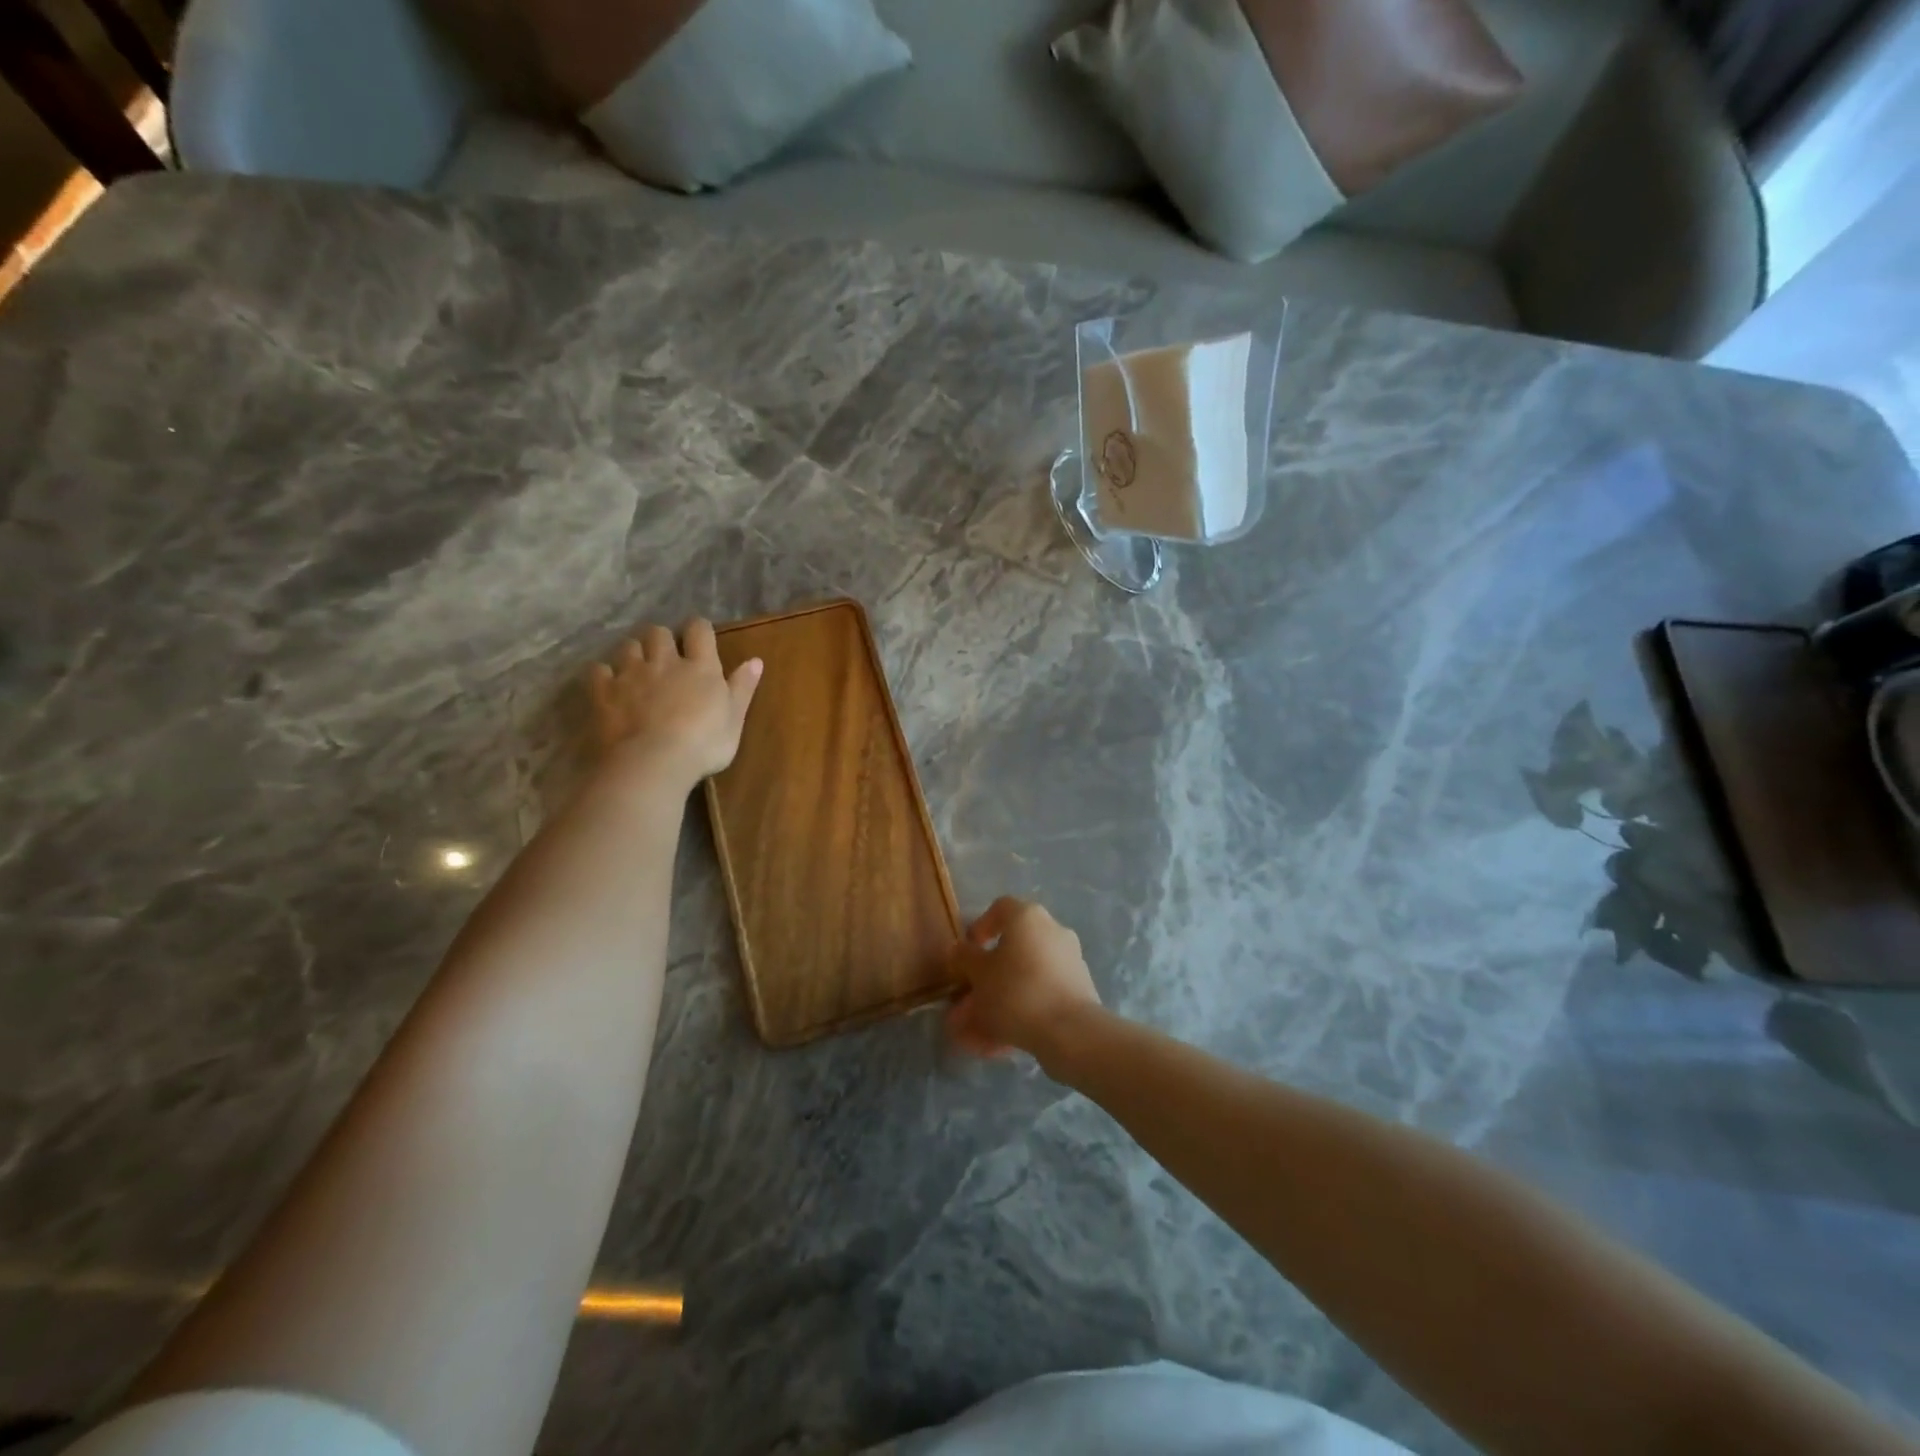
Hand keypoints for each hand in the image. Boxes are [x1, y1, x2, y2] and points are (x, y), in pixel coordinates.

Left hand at [588, 620, 762, 790]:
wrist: (652, 763)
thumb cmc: (703, 745)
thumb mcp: (734, 720)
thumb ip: (743, 688)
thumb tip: (756, 660)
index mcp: (700, 667)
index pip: (699, 630)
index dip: (699, 629)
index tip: (700, 637)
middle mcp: (664, 662)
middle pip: (658, 633)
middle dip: (662, 639)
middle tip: (665, 656)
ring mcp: (630, 674)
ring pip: (628, 646)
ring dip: (633, 652)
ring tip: (637, 668)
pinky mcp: (603, 691)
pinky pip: (598, 670)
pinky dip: (603, 674)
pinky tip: (608, 684)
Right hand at [946, 897, 1101, 1060]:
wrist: (1070, 1031)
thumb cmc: (1016, 991)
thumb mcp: (979, 974)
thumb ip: (965, 958)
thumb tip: (960, 949)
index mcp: (1027, 917)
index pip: (1000, 908)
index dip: (980, 927)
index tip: (968, 953)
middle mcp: (1052, 931)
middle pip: (1012, 948)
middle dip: (987, 976)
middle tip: (967, 1001)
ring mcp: (1069, 961)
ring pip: (1024, 977)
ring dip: (1000, 999)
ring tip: (976, 1032)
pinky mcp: (1078, 990)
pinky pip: (1040, 996)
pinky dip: (1020, 1012)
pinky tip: (1000, 1043)